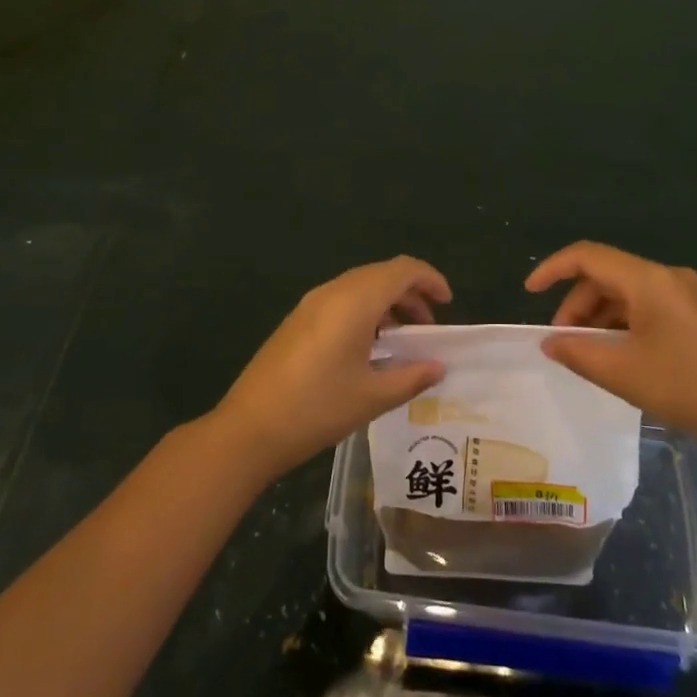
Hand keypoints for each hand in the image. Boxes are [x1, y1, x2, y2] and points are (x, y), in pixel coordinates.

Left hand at [213, 257, 450, 480]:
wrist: (249, 427)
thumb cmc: (317, 409)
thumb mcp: (372, 397)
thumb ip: (411, 377)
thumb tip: (439, 367)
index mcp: (355, 301)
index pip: (402, 270)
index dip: (430, 279)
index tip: (447, 304)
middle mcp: (333, 291)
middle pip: (381, 274)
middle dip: (411, 293)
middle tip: (428, 328)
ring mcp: (311, 304)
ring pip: (360, 286)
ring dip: (387, 302)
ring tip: (402, 340)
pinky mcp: (298, 319)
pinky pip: (341, 299)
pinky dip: (365, 311)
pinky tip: (369, 347)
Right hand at [526, 241, 696, 460]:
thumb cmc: (687, 387)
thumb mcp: (622, 373)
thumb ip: (577, 353)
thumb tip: (549, 342)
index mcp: (648, 280)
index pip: (587, 256)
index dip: (552, 268)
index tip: (529, 292)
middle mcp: (667, 276)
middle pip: (606, 275)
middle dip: (576, 305)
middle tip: (563, 343)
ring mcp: (686, 294)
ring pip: (626, 293)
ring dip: (599, 317)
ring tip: (588, 354)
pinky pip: (646, 306)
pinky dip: (622, 324)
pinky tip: (619, 355)